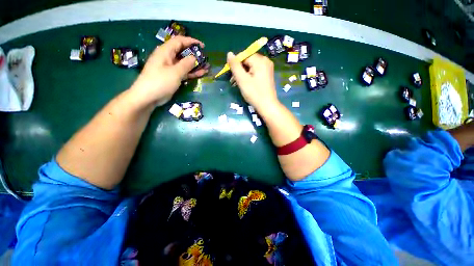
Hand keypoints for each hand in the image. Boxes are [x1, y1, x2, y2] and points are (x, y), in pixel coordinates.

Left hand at [131, 36, 208, 106]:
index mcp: (166, 51)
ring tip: (207, 67)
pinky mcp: (173, 77)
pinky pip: (184, 72)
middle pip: (183, 52)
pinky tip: (201, 73)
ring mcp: (170, 68)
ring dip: (195, 65)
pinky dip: (192, 72)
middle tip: (206, 59)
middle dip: (195, 55)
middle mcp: (168, 58)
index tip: (202, 46)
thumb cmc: (160, 82)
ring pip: (185, 63)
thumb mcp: (175, 72)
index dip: (191, 41)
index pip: (180, 41)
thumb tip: (194, 57)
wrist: (148, 97)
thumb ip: (186, 64)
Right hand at [227, 52, 278, 110]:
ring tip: (237, 83)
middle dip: (239, 70)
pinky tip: (245, 83)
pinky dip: (249, 76)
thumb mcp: (242, 79)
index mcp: (260, 60)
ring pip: (251, 67)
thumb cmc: (254, 93)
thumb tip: (229, 53)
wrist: (267, 106)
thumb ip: (235, 66)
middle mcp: (265, 61)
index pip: (243, 56)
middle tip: (233, 81)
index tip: (230, 74)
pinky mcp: (267, 75)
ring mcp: (267, 68)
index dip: (235, 64)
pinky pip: (256, 71)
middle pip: (247, 61)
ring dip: (243, 74)